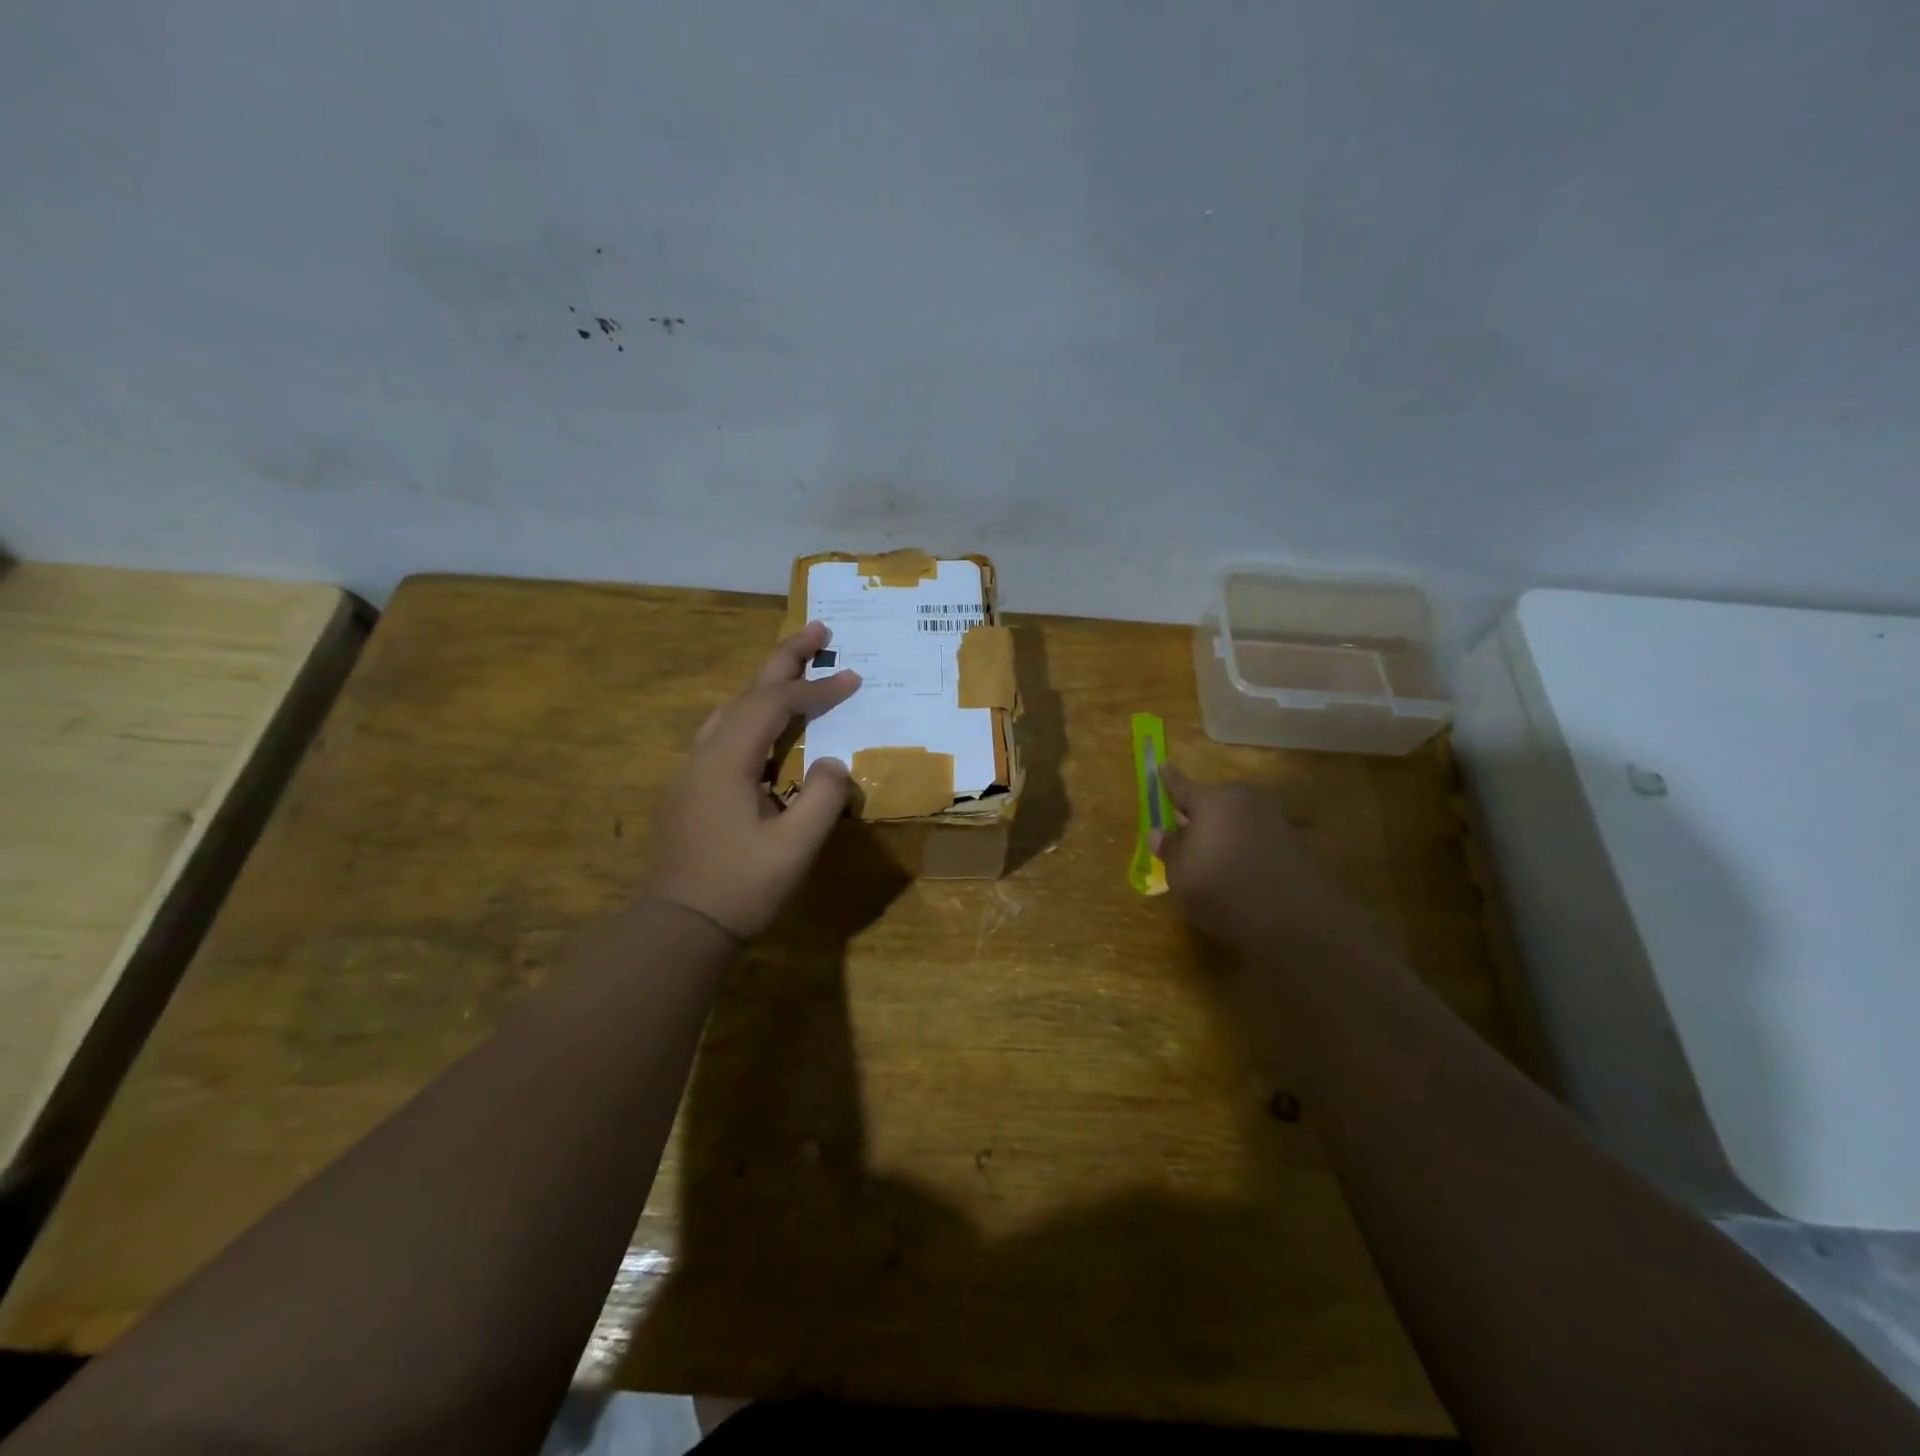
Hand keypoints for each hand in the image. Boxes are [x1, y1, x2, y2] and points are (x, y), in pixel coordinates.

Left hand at [644, 622, 860, 938]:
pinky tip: (771, 726)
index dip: (817, 689)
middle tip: (819, 629)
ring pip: (732, 709)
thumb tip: (834, 763)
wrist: (678, 926)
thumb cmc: (739, 888)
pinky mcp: (692, 787)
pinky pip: (726, 732)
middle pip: (747, 691)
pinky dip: (755, 713)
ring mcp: (692, 769)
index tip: (854, 677)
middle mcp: (704, 753)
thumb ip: (823, 799)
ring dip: (767, 684)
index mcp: (727, 761)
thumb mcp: (794, 848)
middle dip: (785, 658)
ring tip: (799, 668)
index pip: (776, 706)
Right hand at [1156, 764, 1394, 969]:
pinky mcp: (1295, 841)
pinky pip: (1260, 834)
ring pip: (1241, 816)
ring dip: (1228, 828)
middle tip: (1188, 827)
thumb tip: (1158, 833)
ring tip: (1216, 851)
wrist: (1292, 916)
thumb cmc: (1221, 889)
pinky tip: (1242, 865)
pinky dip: (1248, 844)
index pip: (1182, 786)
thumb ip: (1170, 850)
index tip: (1163, 765)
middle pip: (1216, 800)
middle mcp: (1243, 800)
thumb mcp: (1180, 875)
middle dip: (1203, 811)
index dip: (1170, 779)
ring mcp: (1274, 818)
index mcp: (1210, 801)